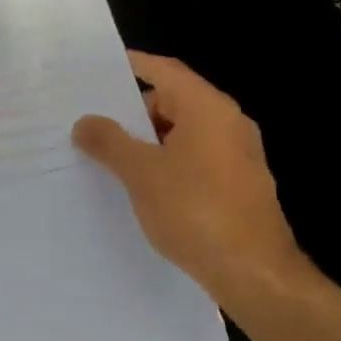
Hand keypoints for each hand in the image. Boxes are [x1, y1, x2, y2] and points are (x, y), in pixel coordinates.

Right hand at [73, 52, 307, 305]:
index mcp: (208, 110)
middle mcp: (227, 125)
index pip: (164, 71)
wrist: (254, 275)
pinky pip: (190, 159)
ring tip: (101, 153)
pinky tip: (133, 183)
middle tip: (88, 118)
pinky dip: (161, 162)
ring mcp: (234, 156)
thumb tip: (86, 122)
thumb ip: (108, 141)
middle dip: (129, 109)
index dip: (130, 65)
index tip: (93, 68)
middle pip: (171, 100)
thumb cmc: (196, 211)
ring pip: (179, 133)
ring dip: (143, 140)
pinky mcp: (234, 185)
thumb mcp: (140, 172)